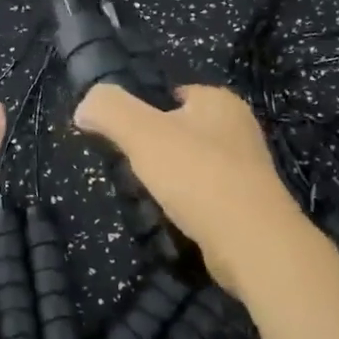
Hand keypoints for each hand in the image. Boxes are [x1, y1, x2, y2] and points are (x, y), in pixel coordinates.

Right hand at [75, 82, 305, 295]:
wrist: (254, 244)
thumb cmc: (198, 175)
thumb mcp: (141, 132)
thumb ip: (109, 109)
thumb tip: (84, 106)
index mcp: (219, 100)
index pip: (171, 94)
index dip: (144, 113)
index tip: (124, 138)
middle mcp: (239, 127)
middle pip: (182, 130)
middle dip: (158, 149)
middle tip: (134, 170)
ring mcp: (249, 168)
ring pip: (195, 165)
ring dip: (174, 180)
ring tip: (153, 199)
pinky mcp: (252, 206)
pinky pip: (209, 196)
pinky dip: (192, 205)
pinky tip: (177, 220)